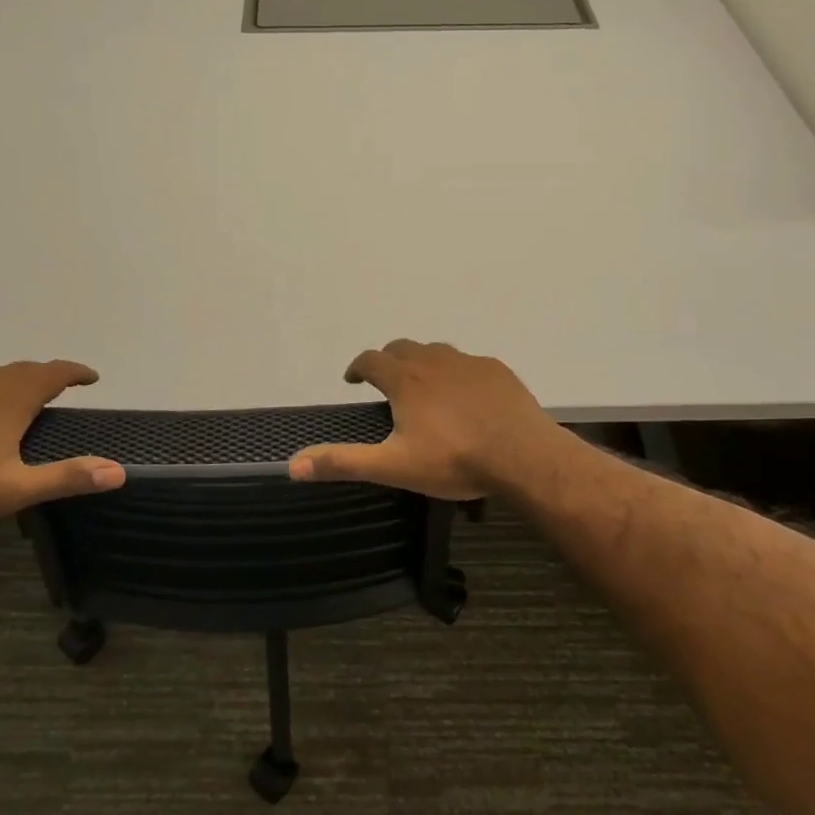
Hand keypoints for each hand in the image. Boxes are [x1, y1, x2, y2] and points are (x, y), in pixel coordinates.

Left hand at [0, 361, 124, 533]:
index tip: (91, 377)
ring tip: (10, 400)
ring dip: (5, 383)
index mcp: (13, 398)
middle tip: (55, 390)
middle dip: (43, 378)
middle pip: (22, 370)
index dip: (76, 372)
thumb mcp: (16, 489)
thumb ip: (68, 477)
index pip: (55, 373)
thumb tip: (119, 473)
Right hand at [288, 339, 566, 498]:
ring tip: (424, 389)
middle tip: (386, 383)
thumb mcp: (393, 467)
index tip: (353, 380)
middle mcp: (433, 360)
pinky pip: (468, 363)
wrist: (522, 455)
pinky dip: (457, 373)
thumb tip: (292, 464)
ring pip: (436, 352)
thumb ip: (343, 462)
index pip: (371, 359)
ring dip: (422, 363)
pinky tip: (466, 397)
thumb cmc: (453, 460)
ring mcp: (468, 362)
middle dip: (388, 360)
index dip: (357, 367)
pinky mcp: (496, 370)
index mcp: (405, 379)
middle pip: (401, 347)